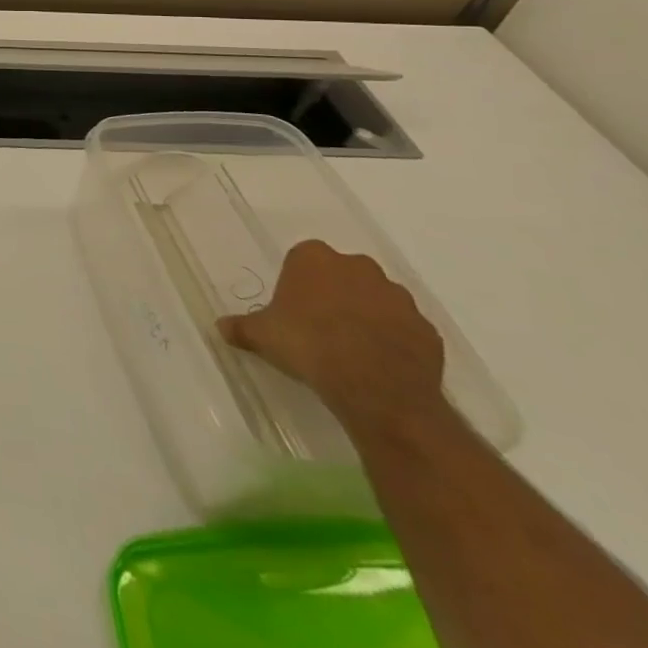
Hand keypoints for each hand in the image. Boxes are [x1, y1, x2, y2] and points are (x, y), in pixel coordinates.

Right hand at [217, 240, 446, 434]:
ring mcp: (398, 297)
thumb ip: (242, 327)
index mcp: (315, 258)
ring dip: (367, 315)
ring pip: (378, 299)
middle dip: (335, 293)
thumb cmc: (309, 346)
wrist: (376, 389)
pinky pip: (405, 329)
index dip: (297, 283)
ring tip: (352, 348)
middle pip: (343, 273)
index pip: (303, 259)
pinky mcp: (427, 329)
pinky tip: (380, 364)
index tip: (292, 308)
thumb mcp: (262, 336)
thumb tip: (220, 327)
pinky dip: (395, 340)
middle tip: (320, 325)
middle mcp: (358, 267)